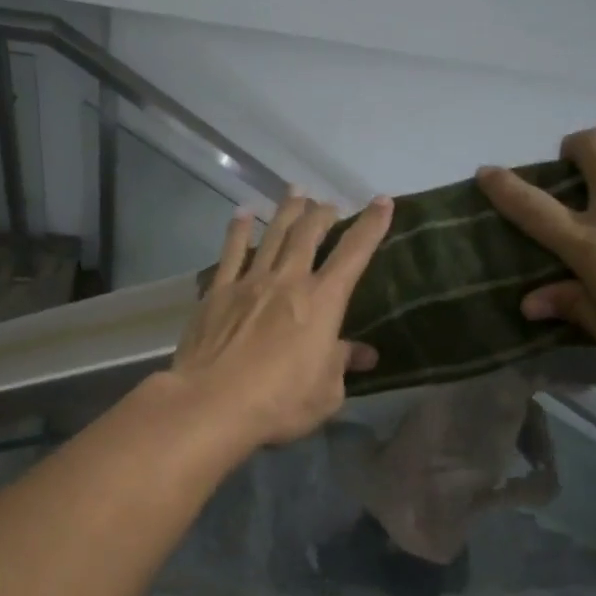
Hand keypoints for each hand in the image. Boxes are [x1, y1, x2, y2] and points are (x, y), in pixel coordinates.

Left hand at [168, 193, 394, 447]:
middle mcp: (287, 281)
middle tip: (328, 205)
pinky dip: (238, 230)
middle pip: (308, 234)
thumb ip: (342, 365)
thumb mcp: (325, 393)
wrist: (212, 402)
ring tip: (294, 192)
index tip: (382, 202)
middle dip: (322, 214)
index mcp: (322, 302)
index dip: (371, 226)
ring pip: (272, 235)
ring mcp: (249, 282)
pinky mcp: (218, 292)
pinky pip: (230, 253)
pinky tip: (242, 214)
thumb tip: (364, 354)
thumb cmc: (278, 402)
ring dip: (286, 211)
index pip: (354, 254)